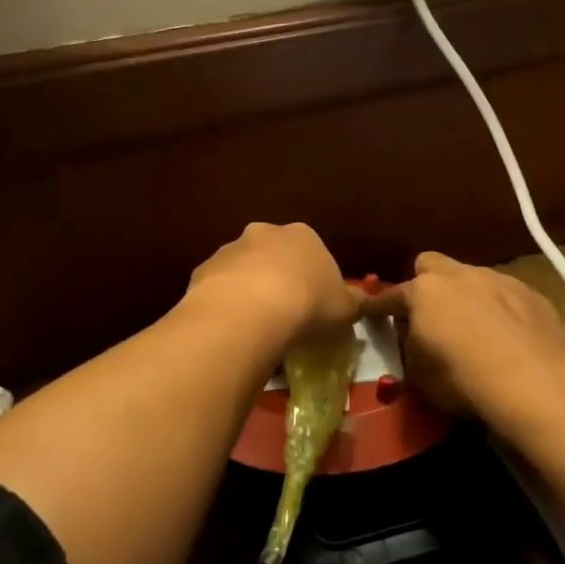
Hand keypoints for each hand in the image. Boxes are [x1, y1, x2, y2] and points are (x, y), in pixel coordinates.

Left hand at [185, 222, 360, 347]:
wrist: (249, 313)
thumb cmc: (308, 305)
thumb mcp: (346, 309)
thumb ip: (354, 302)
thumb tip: (361, 301)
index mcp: (303, 235)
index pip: (312, 253)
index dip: (314, 281)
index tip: (314, 307)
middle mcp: (264, 233)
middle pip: (274, 256)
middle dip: (278, 280)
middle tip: (284, 316)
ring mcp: (229, 250)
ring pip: (243, 271)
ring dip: (248, 292)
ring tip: (256, 328)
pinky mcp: (203, 271)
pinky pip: (218, 290)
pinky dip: (225, 305)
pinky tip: (232, 330)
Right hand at [364, 252, 564, 423]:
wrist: (535, 383)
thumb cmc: (463, 379)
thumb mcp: (418, 373)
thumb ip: (410, 345)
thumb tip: (414, 335)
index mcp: (424, 291)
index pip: (390, 296)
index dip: (378, 307)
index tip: (371, 314)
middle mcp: (460, 275)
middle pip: (431, 264)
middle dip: (425, 283)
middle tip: (429, 312)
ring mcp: (500, 279)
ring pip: (473, 277)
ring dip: (467, 296)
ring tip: (476, 327)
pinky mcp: (533, 294)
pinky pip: (507, 295)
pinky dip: (501, 310)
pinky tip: (509, 336)